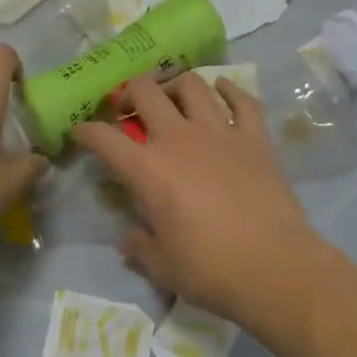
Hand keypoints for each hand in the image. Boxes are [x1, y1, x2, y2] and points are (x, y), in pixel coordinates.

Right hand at [72, 73, 332, 326]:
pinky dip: (230, 90)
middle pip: (146, 91)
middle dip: (130, 92)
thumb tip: (127, 240)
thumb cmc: (211, 270)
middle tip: (130, 107)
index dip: (86, 131)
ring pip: (192, 85)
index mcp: (148, 170)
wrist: (275, 267)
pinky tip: (223, 90)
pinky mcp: (255, 137)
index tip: (81, 132)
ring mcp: (220, 132)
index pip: (103, 138)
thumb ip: (139, 247)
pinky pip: (242, 100)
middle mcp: (179, 139)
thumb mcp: (163, 266)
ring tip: (174, 97)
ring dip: (176, 85)